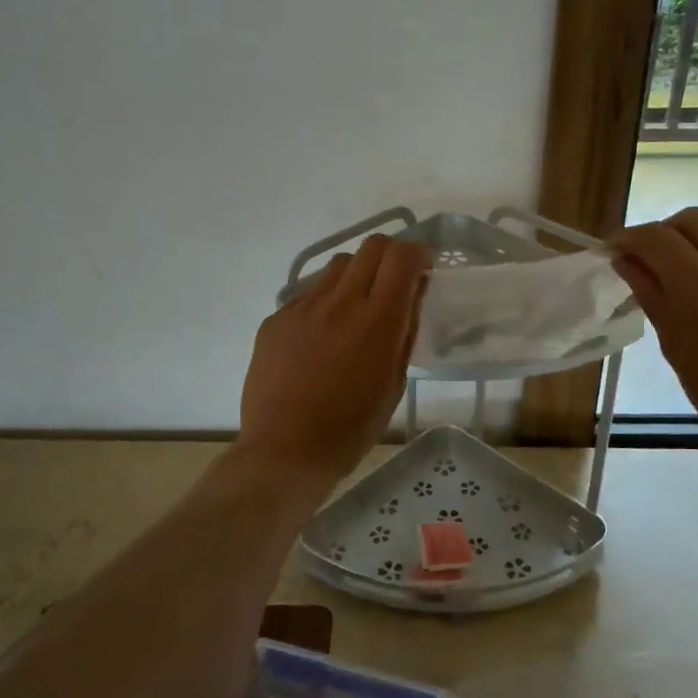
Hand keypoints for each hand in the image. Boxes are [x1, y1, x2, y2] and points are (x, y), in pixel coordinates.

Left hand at [237, 234, 427, 484]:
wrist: (284, 451)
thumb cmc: (351, 428)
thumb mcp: (393, 383)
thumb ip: (404, 332)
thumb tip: (411, 295)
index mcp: (377, 319)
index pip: (402, 255)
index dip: (418, 255)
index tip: (422, 272)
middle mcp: (340, 301)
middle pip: (371, 246)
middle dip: (390, 257)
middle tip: (393, 284)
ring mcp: (303, 307)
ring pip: (338, 266)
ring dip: (356, 276)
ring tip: (354, 311)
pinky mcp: (275, 318)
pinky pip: (308, 294)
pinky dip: (325, 303)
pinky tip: (320, 340)